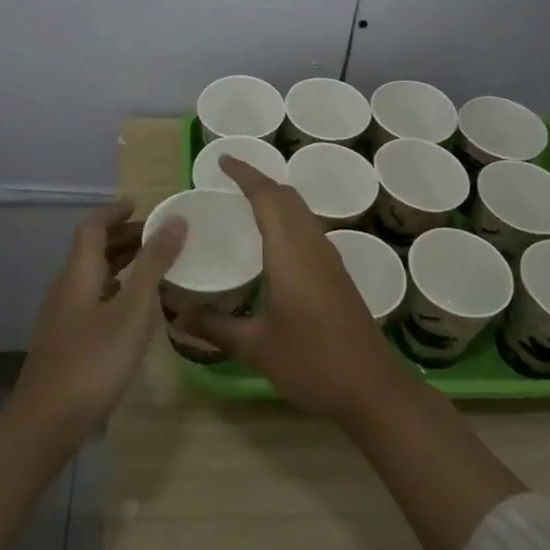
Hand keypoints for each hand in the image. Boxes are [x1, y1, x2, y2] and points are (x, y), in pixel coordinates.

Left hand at [13, 201, 186, 443]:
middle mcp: (66, 288)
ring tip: (155, 267)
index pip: (92, 228)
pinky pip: (94, 299)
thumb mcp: (132, 310)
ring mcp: (63, 316)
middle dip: (124, 237)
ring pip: (94, 277)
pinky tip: (137, 310)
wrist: (47, 422)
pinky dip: (117, 291)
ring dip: (122, 264)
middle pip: (92, 251)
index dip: (115, 212)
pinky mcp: (67, 340)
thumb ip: (154, 265)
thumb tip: (175, 222)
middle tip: (159, 236)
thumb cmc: (93, 361)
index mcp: (78, 274)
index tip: (141, 205)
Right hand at [175, 157, 402, 420]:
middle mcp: (313, 247)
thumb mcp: (255, 347)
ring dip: (276, 201)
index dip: (245, 174)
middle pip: (289, 198)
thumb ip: (214, 327)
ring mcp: (330, 260)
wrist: (372, 389)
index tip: (222, 161)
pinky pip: (309, 231)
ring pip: (302, 213)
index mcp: (291, 253)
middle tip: (228, 183)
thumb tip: (177, 315)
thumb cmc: (311, 362)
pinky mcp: (338, 276)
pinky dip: (287, 221)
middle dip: (260, 182)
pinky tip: (271, 246)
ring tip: (245, 207)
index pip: (268, 197)